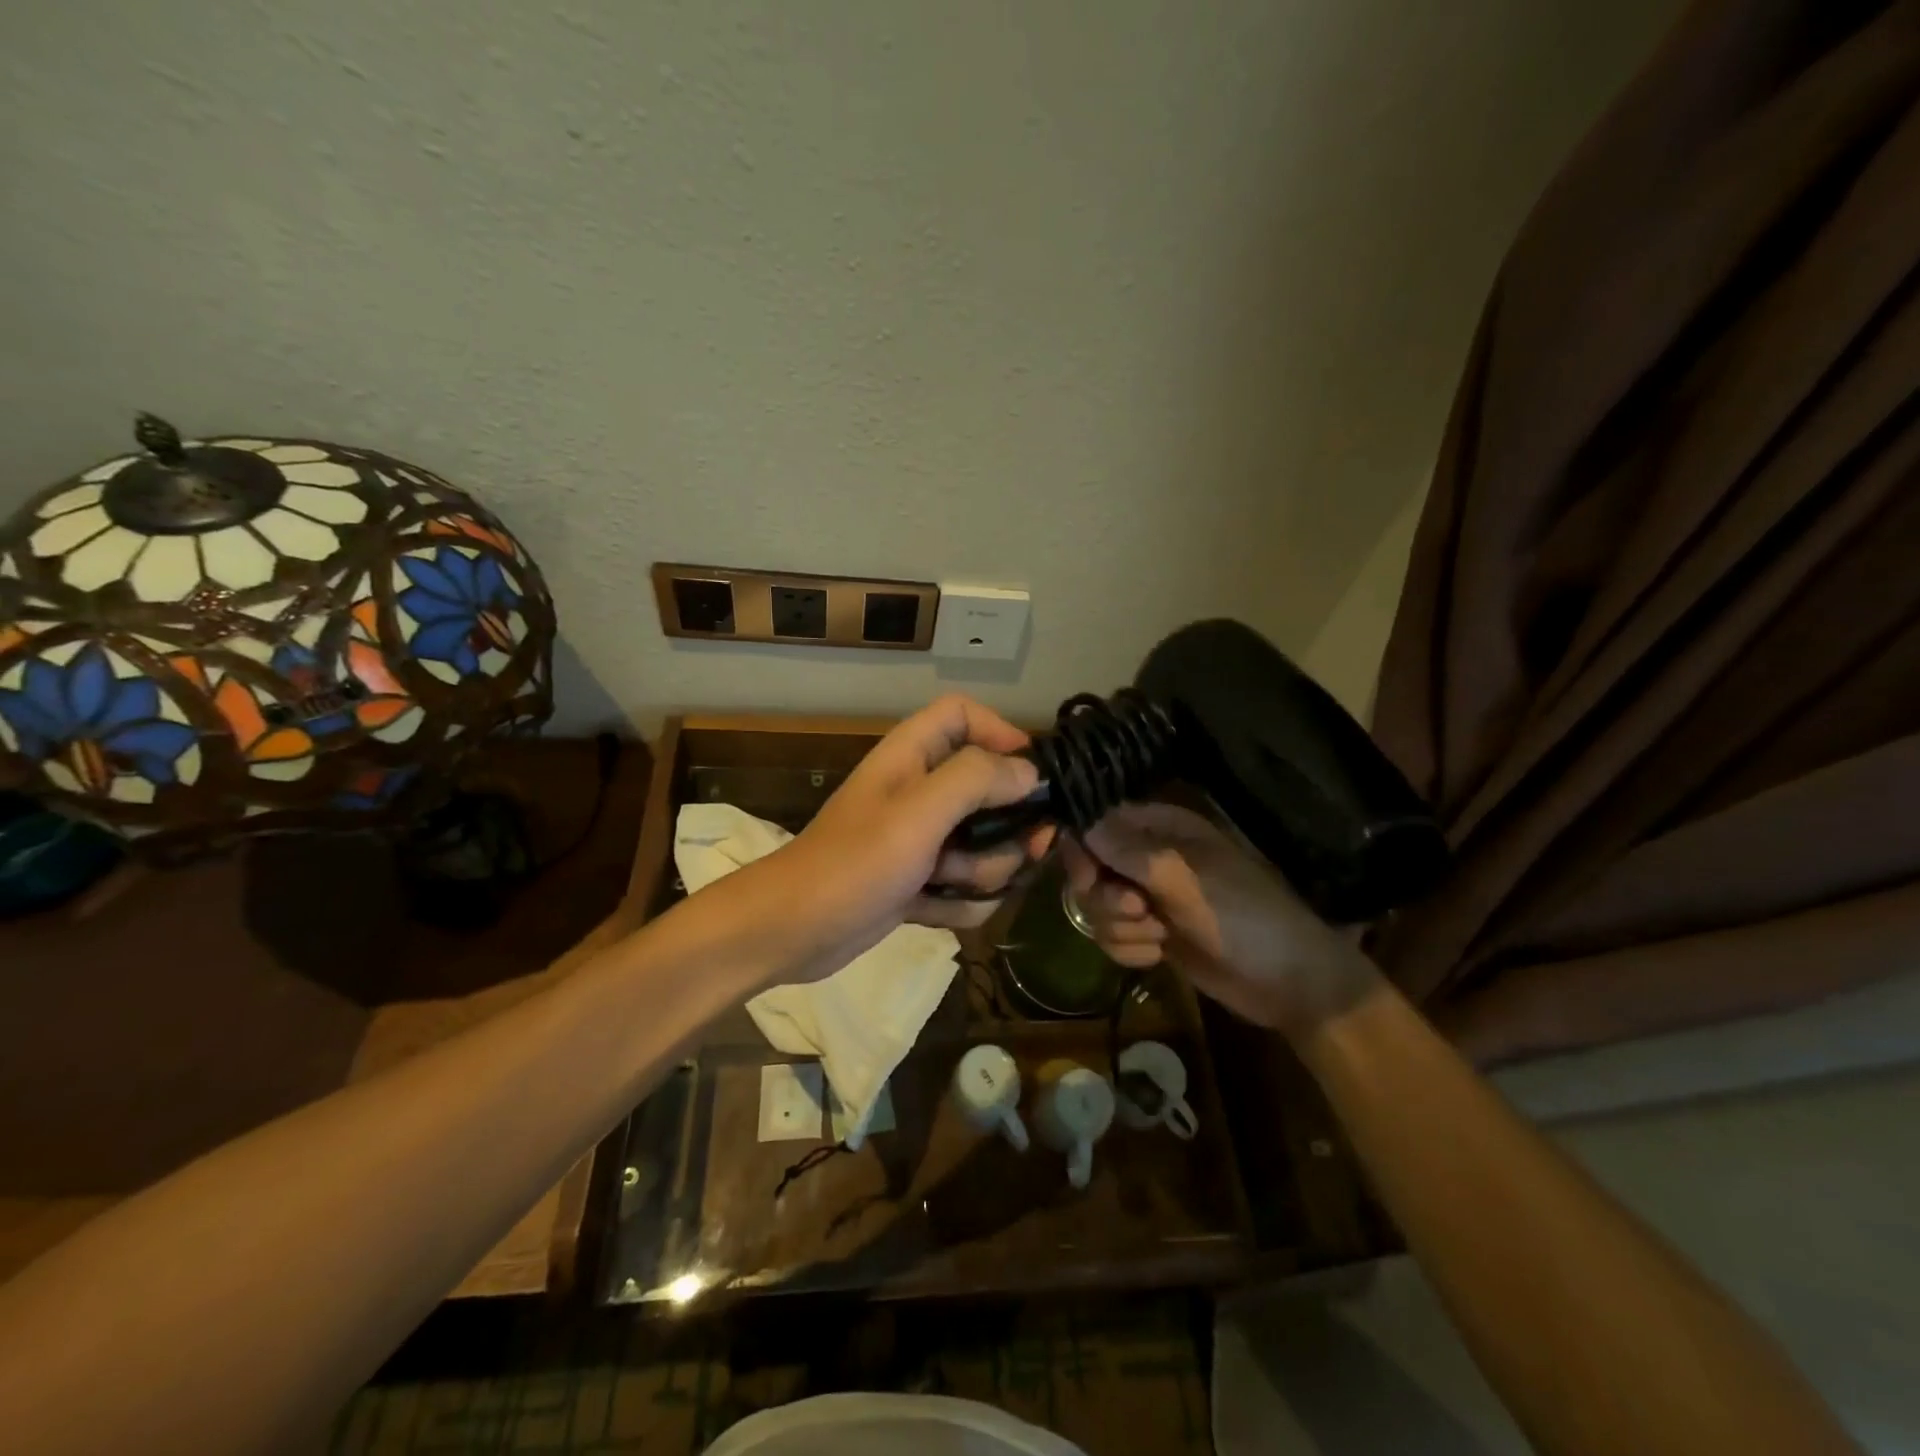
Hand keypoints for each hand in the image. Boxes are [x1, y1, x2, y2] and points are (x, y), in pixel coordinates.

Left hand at [761, 695, 1053, 981]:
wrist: (793, 931)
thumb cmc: (854, 863)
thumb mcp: (918, 813)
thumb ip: (976, 780)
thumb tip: (1028, 772)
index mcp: (913, 755)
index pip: (964, 714)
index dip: (1001, 732)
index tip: (1031, 774)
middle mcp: (921, 790)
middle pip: (990, 788)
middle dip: (1008, 828)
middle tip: (1024, 849)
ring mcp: (922, 838)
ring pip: (985, 844)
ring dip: (983, 872)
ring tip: (949, 885)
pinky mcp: (920, 880)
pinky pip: (966, 886)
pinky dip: (959, 903)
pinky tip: (934, 912)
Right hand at [1060, 802, 1378, 1038]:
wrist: (1290, 983)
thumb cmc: (1245, 917)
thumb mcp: (1185, 881)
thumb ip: (1129, 852)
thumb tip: (1081, 825)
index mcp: (1162, 828)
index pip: (1099, 823)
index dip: (1083, 849)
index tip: (1087, 879)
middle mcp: (1149, 856)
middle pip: (1090, 868)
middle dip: (1106, 897)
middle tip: (1139, 911)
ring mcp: (1149, 896)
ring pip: (1098, 906)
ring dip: (1122, 928)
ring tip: (1160, 937)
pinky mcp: (1151, 932)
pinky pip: (1112, 935)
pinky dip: (1129, 949)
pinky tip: (1159, 957)